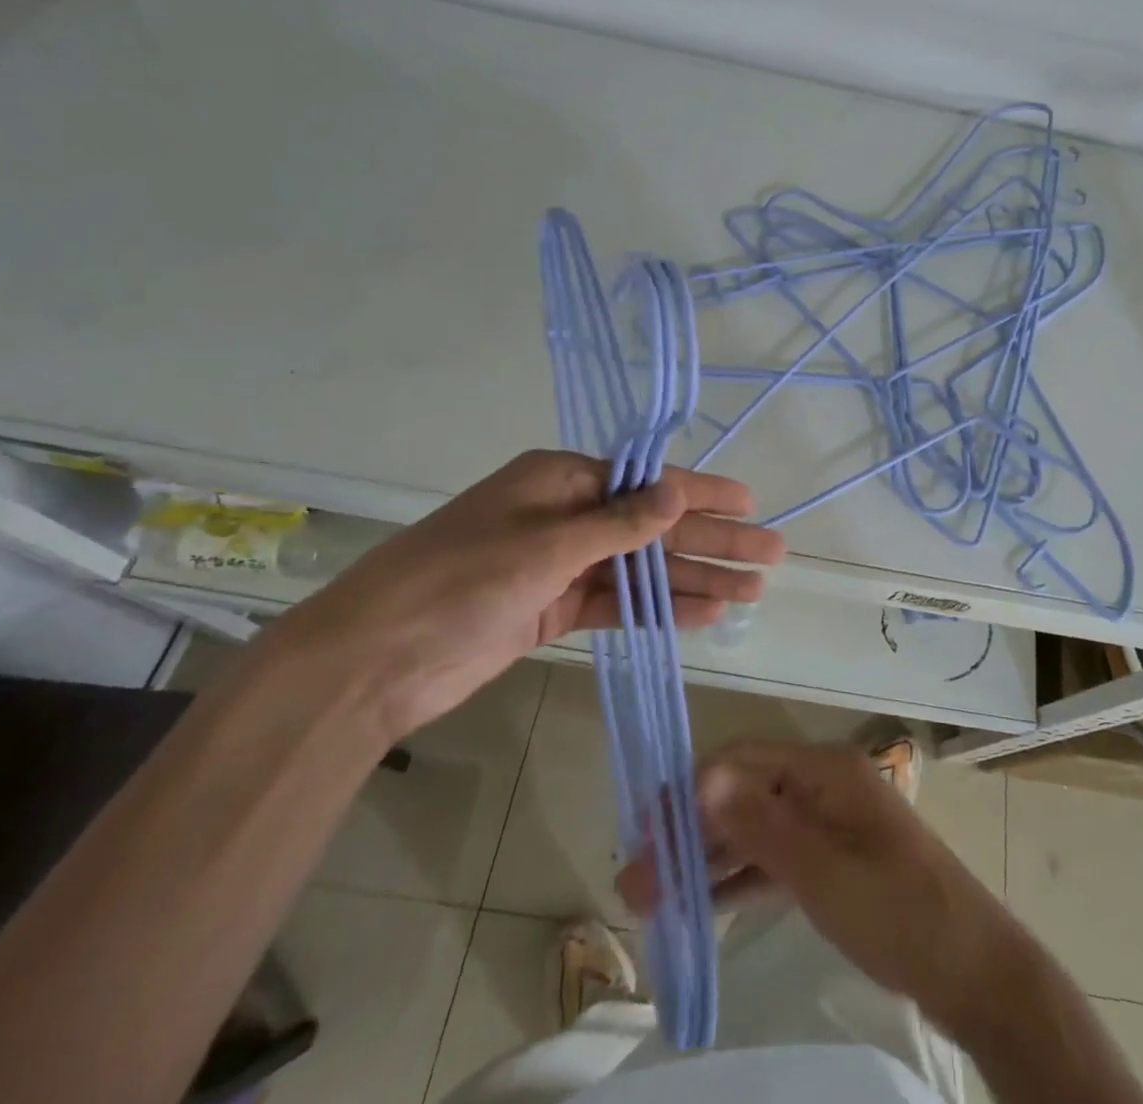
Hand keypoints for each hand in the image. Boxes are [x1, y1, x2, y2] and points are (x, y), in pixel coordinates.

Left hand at [272, 450, 785, 739]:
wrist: (371, 662)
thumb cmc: (457, 583)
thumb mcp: (542, 546)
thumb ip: (617, 524)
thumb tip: (677, 492)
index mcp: (558, 481)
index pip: (647, 483)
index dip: (702, 493)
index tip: (750, 502)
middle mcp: (565, 516)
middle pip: (654, 527)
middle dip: (712, 541)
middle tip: (771, 556)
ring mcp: (559, 565)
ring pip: (642, 569)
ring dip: (695, 579)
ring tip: (751, 592)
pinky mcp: (552, 608)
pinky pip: (618, 603)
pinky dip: (658, 610)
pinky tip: (703, 616)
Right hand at [616, 740, 1032, 1035]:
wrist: (972, 969)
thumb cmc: (897, 912)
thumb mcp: (822, 872)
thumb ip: (759, 826)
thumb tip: (702, 776)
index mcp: (824, 769)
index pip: (742, 762)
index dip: (690, 791)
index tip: (642, 832)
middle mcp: (823, 784)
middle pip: (744, 794)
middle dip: (690, 831)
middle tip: (634, 879)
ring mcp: (828, 822)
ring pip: (755, 828)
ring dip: (707, 858)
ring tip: (651, 897)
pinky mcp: (832, 858)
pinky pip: (775, 858)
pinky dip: (739, 877)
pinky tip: (700, 902)